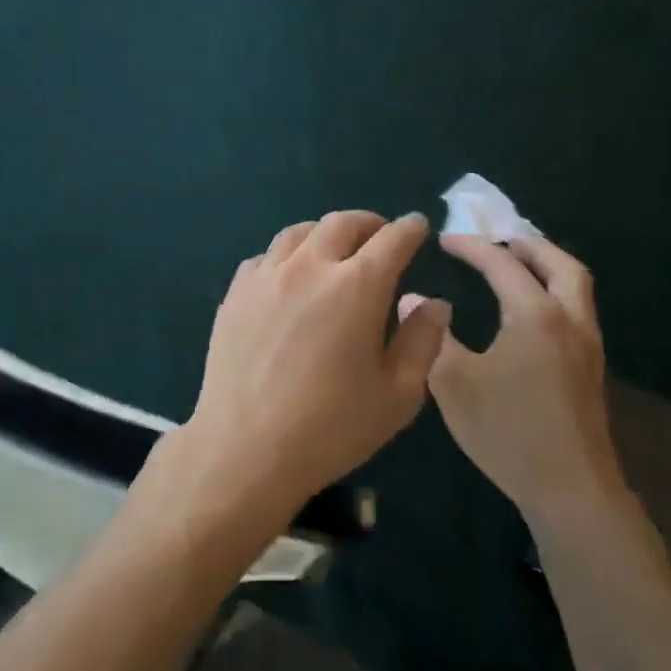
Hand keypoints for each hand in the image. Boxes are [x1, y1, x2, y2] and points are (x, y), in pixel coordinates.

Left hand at [156, 211, 450, 536]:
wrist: (245, 446)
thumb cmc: (331, 428)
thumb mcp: (398, 394)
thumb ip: (422, 341)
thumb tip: (434, 303)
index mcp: (357, 287)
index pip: (391, 240)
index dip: (409, 229)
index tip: (417, 227)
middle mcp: (309, 267)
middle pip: (341, 223)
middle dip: (369, 223)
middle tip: (380, 235)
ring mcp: (265, 276)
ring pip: (298, 232)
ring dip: (324, 233)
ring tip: (334, 250)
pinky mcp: (235, 292)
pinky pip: (266, 257)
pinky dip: (287, 256)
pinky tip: (290, 276)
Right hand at [403, 235, 625, 528]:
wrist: (570, 489)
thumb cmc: (507, 430)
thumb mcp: (453, 382)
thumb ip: (432, 335)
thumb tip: (411, 299)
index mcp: (535, 316)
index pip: (502, 265)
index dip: (471, 247)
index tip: (443, 240)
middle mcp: (569, 321)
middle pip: (561, 264)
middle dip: (528, 245)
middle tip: (496, 241)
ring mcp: (587, 347)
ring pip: (575, 288)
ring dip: (546, 267)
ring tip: (513, 267)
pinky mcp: (590, 370)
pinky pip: (576, 310)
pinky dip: (553, 292)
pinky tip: (526, 313)